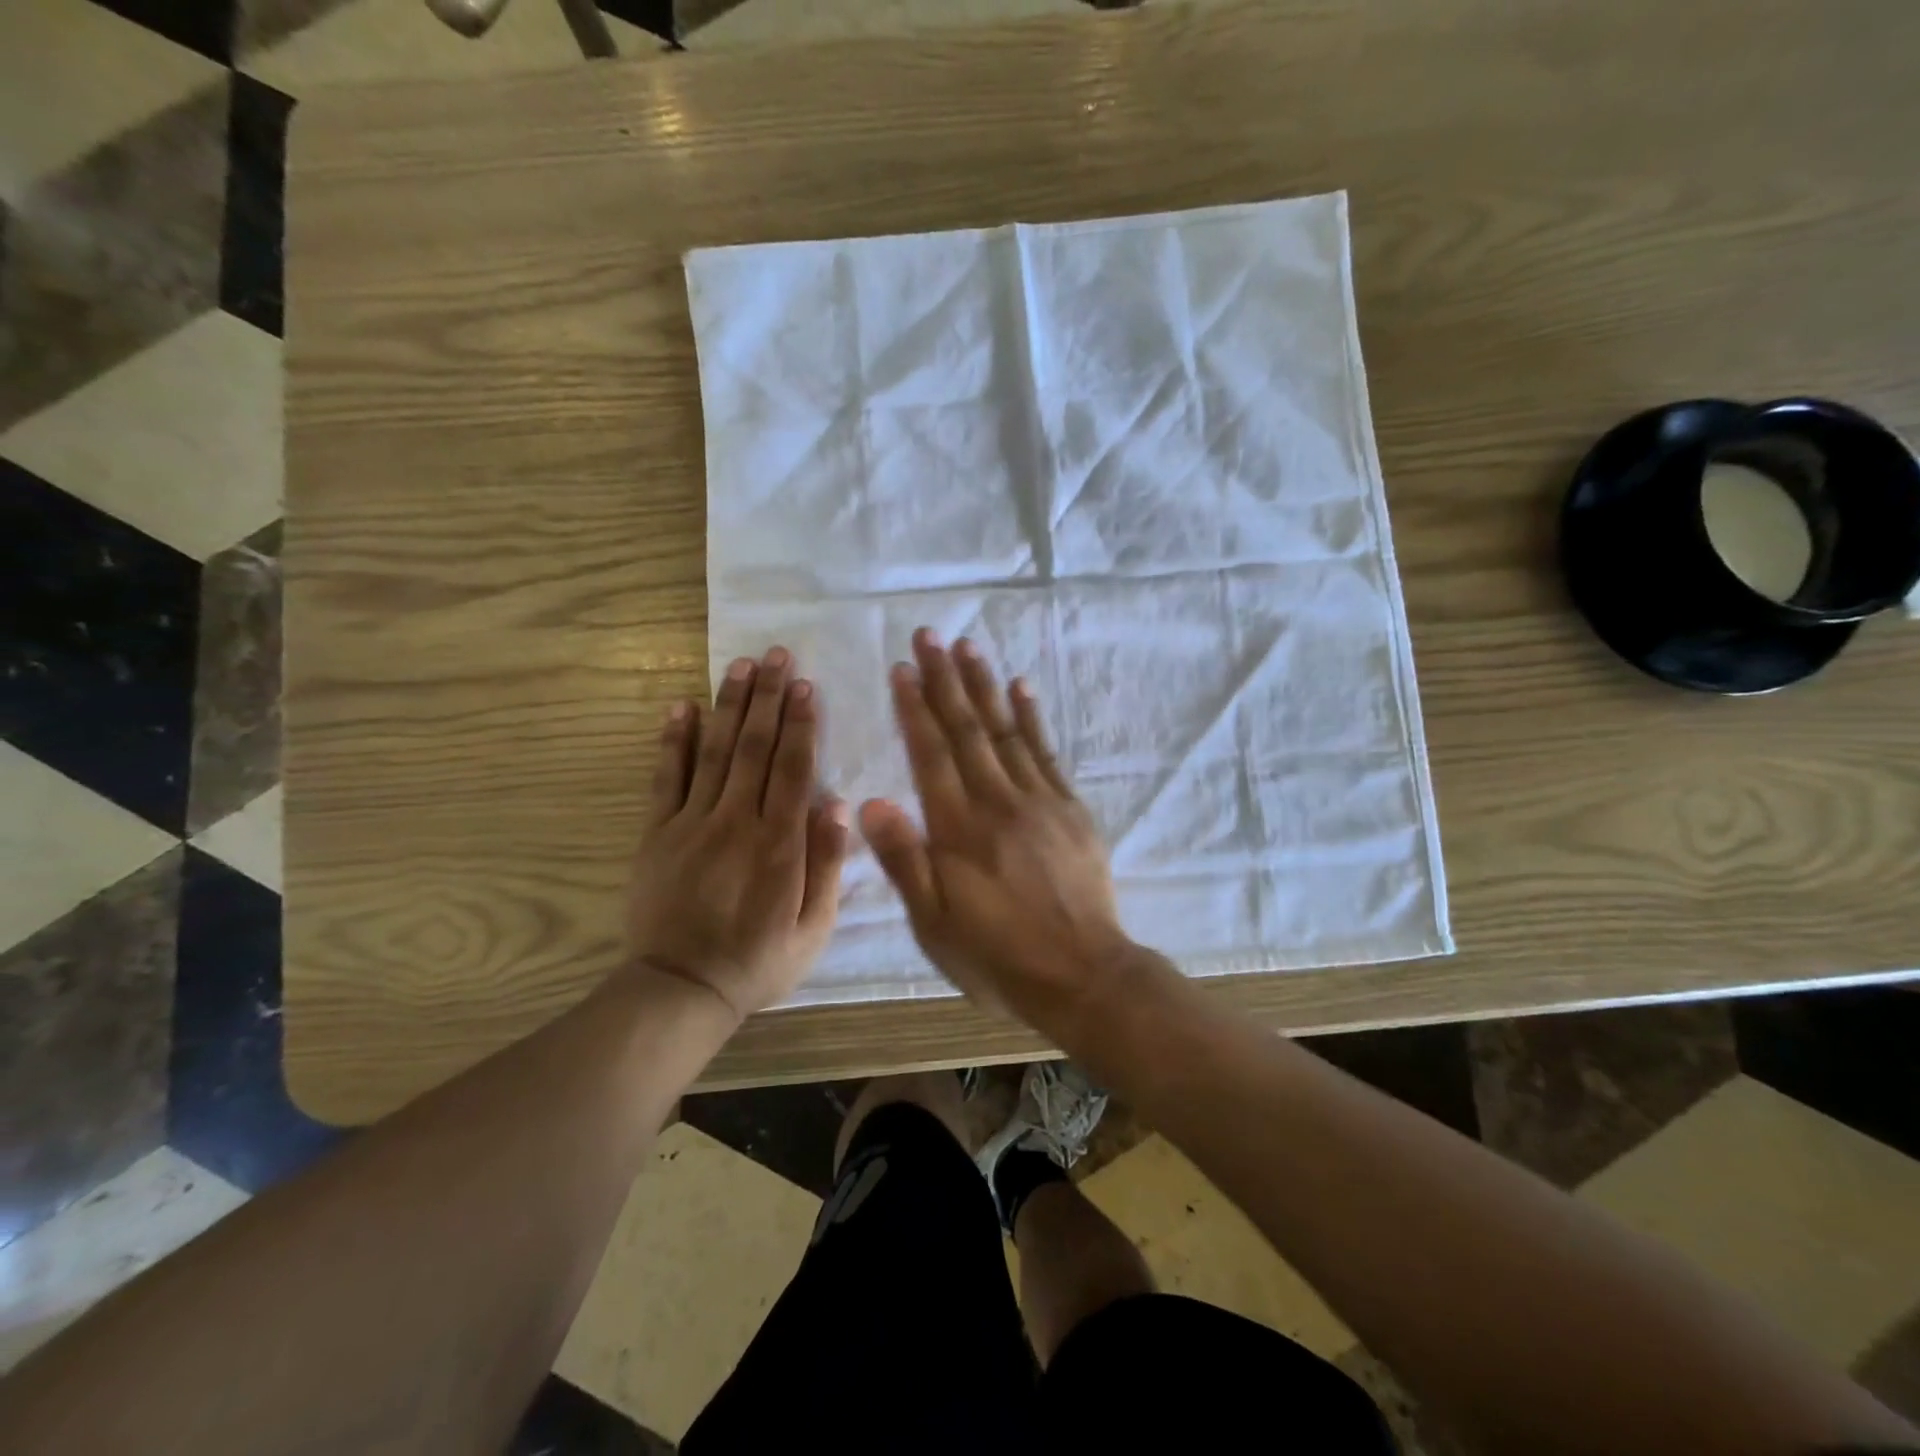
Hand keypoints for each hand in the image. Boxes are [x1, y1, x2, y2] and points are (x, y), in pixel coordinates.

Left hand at [628, 646, 848, 1020]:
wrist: (681, 989)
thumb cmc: (759, 961)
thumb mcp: (814, 929)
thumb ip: (826, 865)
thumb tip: (837, 805)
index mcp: (779, 844)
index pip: (794, 769)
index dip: (802, 724)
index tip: (807, 687)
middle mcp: (737, 821)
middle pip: (756, 747)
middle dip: (769, 698)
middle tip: (777, 655)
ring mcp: (692, 823)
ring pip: (714, 751)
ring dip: (729, 705)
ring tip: (741, 665)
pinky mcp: (657, 833)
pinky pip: (665, 778)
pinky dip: (673, 740)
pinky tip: (682, 706)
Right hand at [858, 629, 1139, 1033]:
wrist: (1083, 975)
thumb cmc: (998, 956)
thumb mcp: (935, 924)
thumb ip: (905, 861)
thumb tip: (870, 803)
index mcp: (958, 829)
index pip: (931, 754)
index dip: (915, 708)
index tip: (902, 669)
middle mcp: (997, 801)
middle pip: (967, 729)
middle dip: (945, 680)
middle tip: (930, 636)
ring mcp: (1039, 800)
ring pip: (1006, 731)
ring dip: (985, 686)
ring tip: (969, 647)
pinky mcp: (1070, 809)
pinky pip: (1046, 752)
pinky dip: (1031, 717)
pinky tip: (1021, 689)